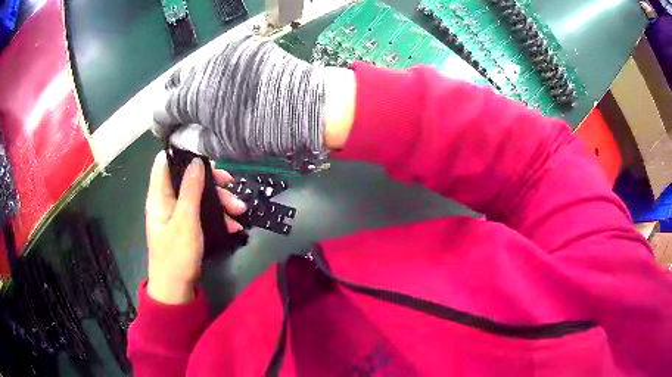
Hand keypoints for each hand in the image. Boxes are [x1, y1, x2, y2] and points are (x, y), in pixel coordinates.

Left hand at [145, 151, 246, 303]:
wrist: (177, 288)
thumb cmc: (176, 254)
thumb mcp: (185, 220)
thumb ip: (191, 190)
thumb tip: (196, 161)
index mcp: (160, 195)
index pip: (165, 163)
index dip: (183, 155)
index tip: (205, 157)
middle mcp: (168, 200)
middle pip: (188, 179)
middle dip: (212, 182)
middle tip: (231, 185)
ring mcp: (178, 213)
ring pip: (200, 196)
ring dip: (220, 202)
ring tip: (240, 211)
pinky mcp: (188, 225)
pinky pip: (203, 213)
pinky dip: (218, 217)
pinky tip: (233, 226)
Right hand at [152, 36, 355, 162]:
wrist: (307, 105)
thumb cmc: (263, 131)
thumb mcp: (223, 146)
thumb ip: (192, 140)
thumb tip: (175, 137)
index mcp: (194, 96)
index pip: (162, 108)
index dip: (160, 124)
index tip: (166, 132)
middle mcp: (204, 68)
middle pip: (175, 82)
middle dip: (173, 99)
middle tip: (182, 115)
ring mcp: (225, 53)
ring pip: (197, 68)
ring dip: (194, 85)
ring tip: (206, 101)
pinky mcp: (244, 46)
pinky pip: (221, 60)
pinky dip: (217, 74)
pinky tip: (229, 86)